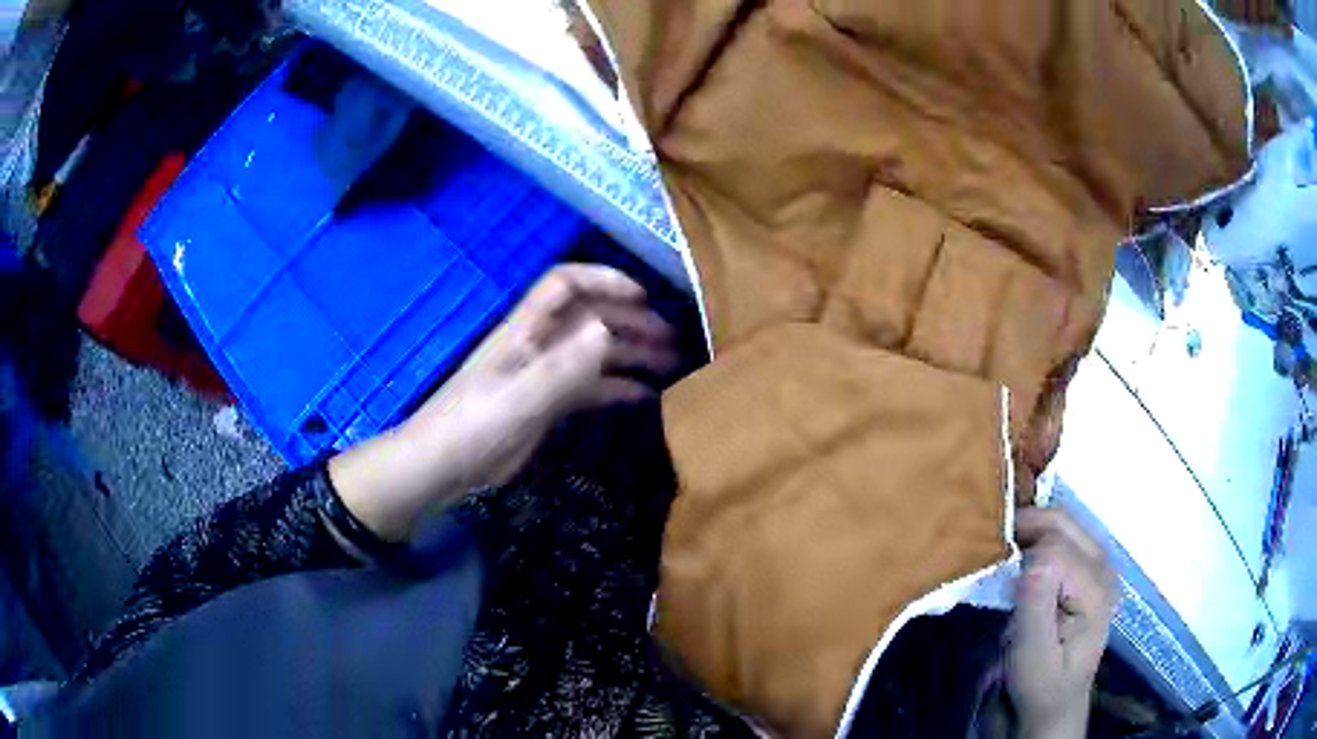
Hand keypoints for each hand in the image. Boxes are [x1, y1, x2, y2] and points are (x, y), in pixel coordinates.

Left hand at [329, 264, 677, 541]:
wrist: (443, 467)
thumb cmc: (474, 425)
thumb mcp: (520, 397)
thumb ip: (563, 367)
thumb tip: (609, 330)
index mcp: (526, 330)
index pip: (566, 285)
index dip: (604, 280)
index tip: (643, 295)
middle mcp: (539, 344)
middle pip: (590, 318)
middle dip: (630, 320)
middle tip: (670, 339)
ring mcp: (544, 374)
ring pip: (594, 352)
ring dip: (630, 353)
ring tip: (670, 364)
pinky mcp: (547, 404)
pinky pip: (589, 387)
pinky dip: (617, 386)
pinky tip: (644, 395)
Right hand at [1007, 508, 1117, 738]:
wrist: (1057, 703)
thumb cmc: (1041, 684)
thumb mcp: (1032, 657)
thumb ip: (1035, 608)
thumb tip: (1033, 561)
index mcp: (1094, 590)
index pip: (1055, 549)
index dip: (1021, 555)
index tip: (993, 572)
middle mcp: (1104, 568)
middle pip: (1063, 524)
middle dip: (1027, 525)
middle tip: (991, 542)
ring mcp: (1100, 566)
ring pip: (1065, 524)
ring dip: (1032, 529)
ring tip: (1003, 548)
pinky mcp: (1090, 570)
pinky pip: (1066, 537)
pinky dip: (1041, 537)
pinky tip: (1023, 557)